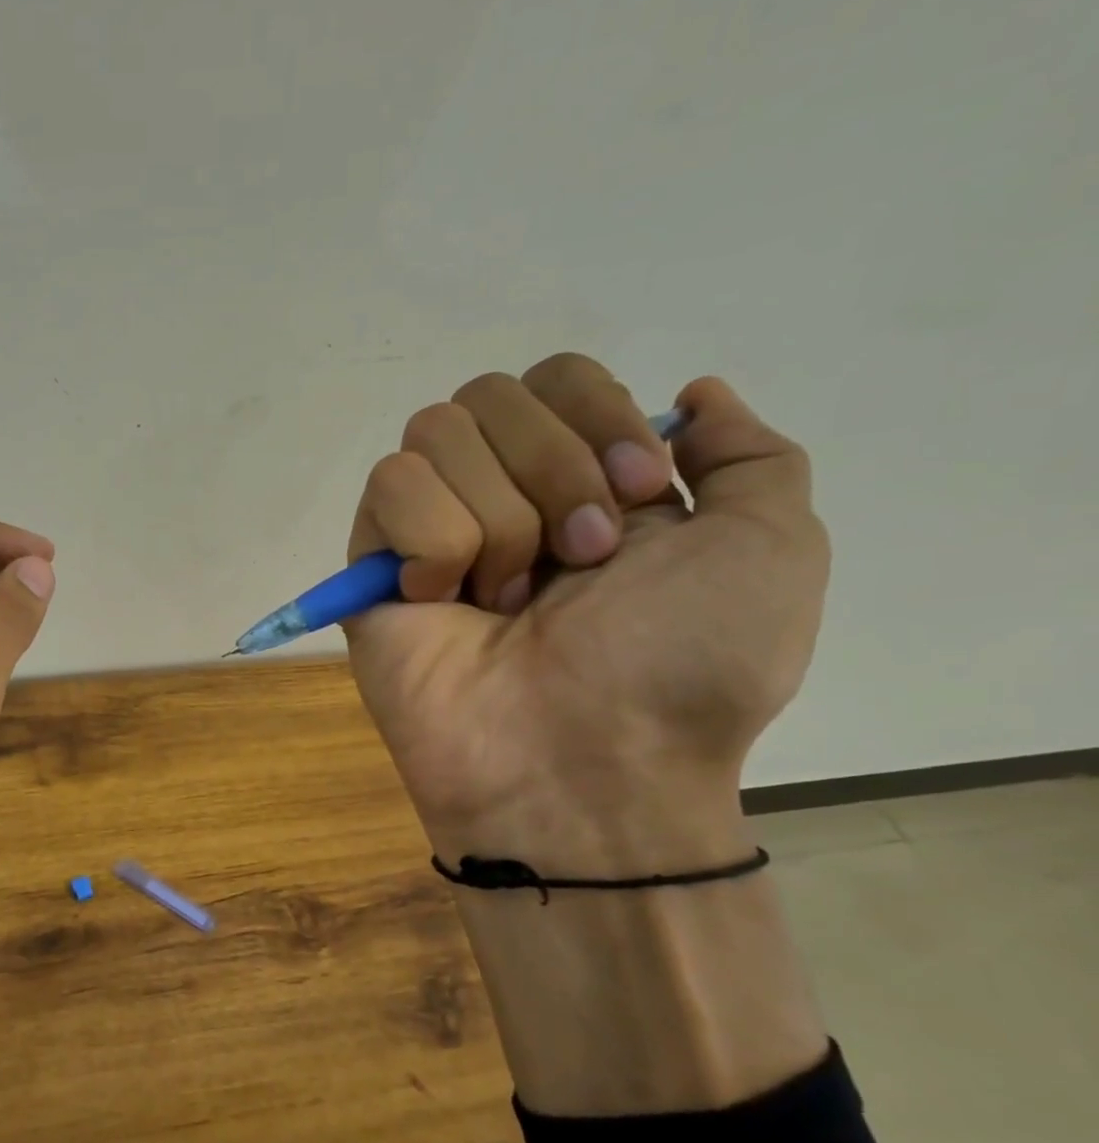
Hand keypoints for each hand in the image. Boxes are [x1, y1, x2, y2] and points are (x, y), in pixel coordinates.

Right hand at [345, 354, 829, 868]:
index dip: (595, 415)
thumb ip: (747, 455)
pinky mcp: (372, 566)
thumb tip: (693, 394)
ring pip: (434, 434)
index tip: (635, 494)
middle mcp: (501, 494)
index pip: (556, 376)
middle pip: (491, 393)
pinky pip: (388, 488)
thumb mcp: (769, 549)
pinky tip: (443, 602)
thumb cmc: (681, 668)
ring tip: (509, 601)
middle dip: (550, 470)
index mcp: (583, 482)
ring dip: (497, 518)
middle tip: (578, 565)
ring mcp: (429, 530)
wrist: (586, 766)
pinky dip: (432, 541)